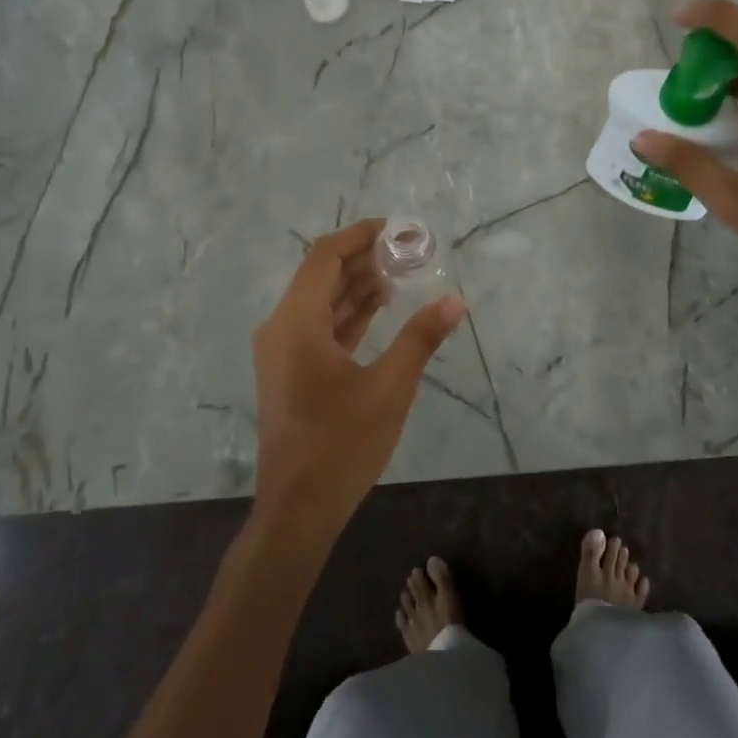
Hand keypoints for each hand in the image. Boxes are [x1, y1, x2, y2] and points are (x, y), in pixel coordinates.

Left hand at [250, 218, 466, 540]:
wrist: (298, 509)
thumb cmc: (341, 444)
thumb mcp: (389, 388)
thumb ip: (421, 338)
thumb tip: (456, 300)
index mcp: (296, 323)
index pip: (324, 257)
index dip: (359, 236)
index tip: (396, 229)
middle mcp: (282, 329)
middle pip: (321, 275)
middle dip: (363, 259)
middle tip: (408, 250)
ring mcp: (283, 352)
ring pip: (320, 302)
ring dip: (357, 286)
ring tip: (401, 272)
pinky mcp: (291, 372)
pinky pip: (319, 327)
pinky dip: (348, 314)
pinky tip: (380, 308)